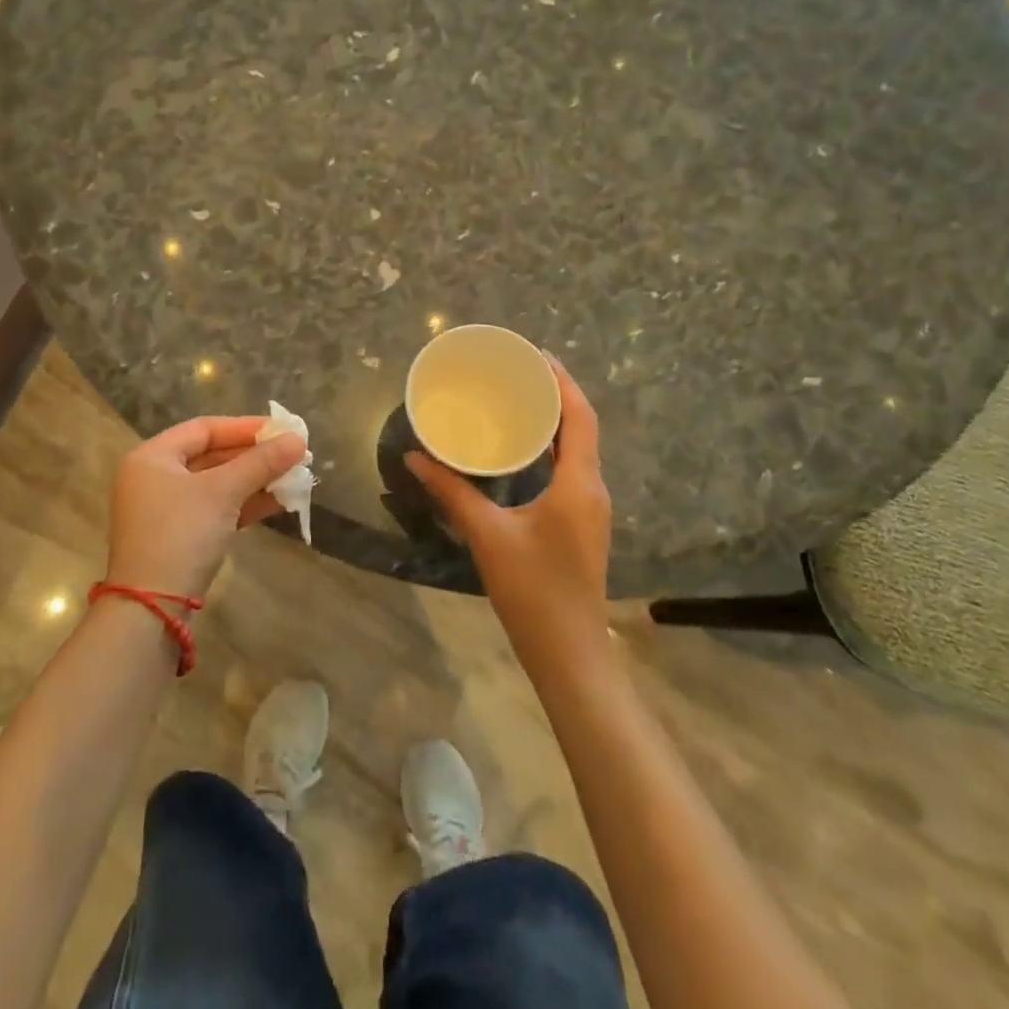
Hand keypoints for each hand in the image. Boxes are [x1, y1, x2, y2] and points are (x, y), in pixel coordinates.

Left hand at [107, 416, 306, 599]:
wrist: (151, 608)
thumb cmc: (181, 534)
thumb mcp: (223, 492)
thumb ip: (261, 463)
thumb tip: (298, 440)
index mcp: (152, 456)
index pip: (204, 429)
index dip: (245, 427)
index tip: (282, 430)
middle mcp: (154, 478)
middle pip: (211, 455)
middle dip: (254, 456)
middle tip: (293, 454)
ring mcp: (165, 510)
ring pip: (217, 484)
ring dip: (255, 480)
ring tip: (294, 477)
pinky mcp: (179, 538)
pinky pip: (216, 509)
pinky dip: (244, 504)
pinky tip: (279, 502)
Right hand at [406, 358, 611, 656]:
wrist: (569, 653)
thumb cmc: (533, 590)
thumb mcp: (487, 535)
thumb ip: (452, 492)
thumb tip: (416, 457)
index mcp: (579, 482)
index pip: (579, 416)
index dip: (562, 381)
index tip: (535, 355)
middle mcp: (593, 488)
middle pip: (582, 427)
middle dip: (556, 395)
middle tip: (519, 372)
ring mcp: (590, 508)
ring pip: (578, 449)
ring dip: (556, 422)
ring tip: (519, 400)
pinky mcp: (581, 524)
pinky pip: (571, 469)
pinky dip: (552, 448)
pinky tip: (523, 450)